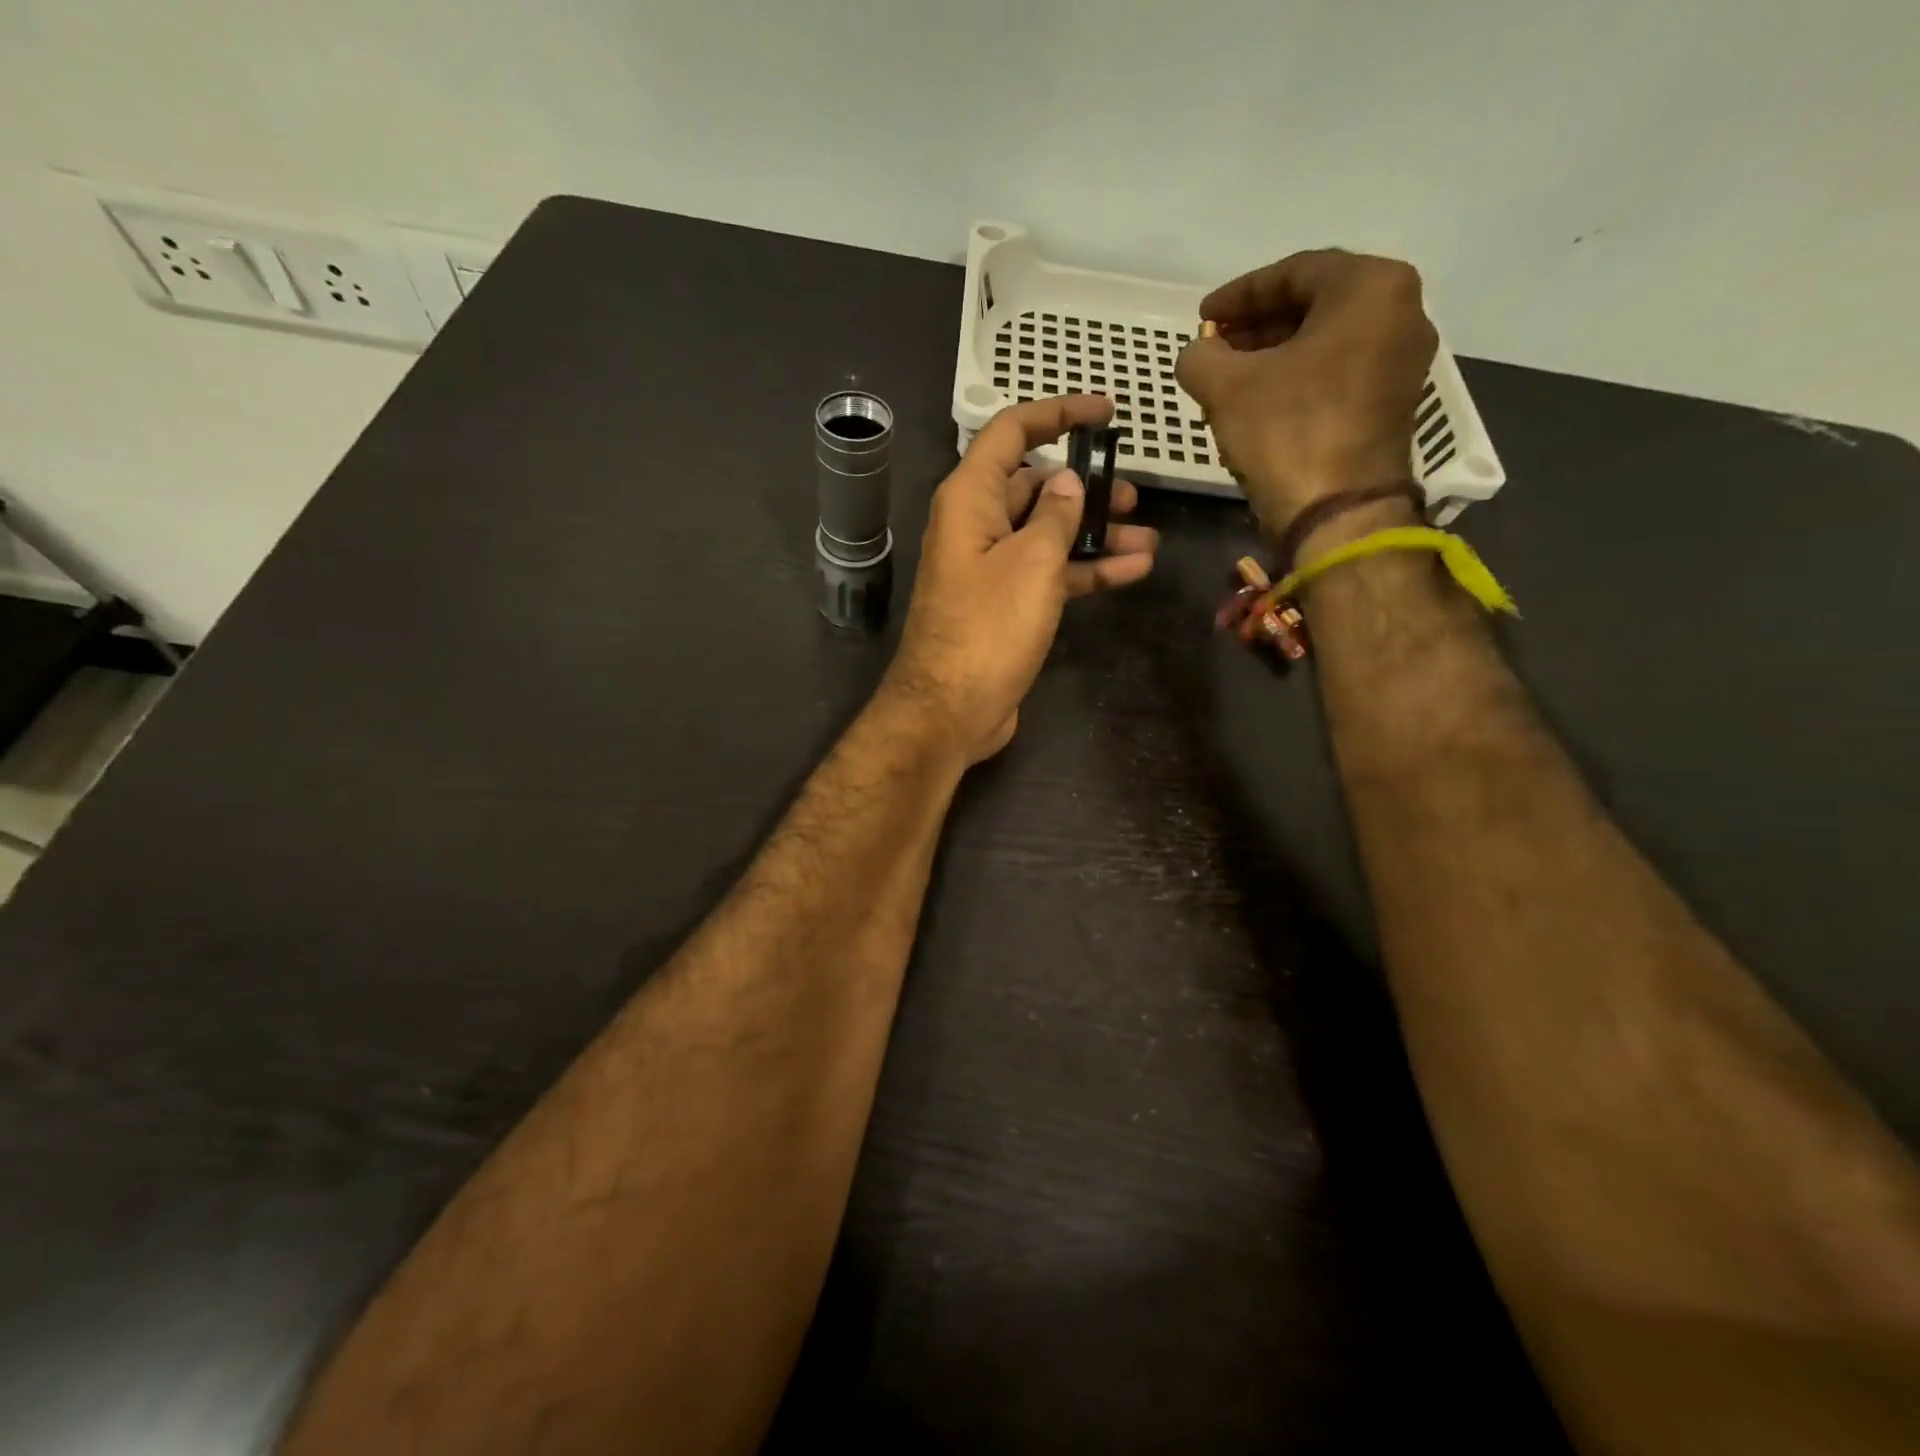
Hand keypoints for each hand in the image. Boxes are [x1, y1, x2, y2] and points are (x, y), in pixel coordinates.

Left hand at [881, 395, 1158, 765]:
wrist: (951, 709)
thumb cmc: (988, 627)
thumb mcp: (1032, 561)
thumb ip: (1057, 514)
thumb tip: (1066, 480)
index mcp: (970, 499)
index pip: (1011, 432)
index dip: (1058, 413)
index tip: (1105, 412)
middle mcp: (976, 526)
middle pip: (1033, 486)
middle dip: (1085, 486)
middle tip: (1134, 494)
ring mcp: (990, 568)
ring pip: (1047, 534)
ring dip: (1096, 534)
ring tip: (1148, 537)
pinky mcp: (1005, 606)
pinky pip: (1048, 574)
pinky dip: (1085, 570)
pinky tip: (1133, 570)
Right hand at [1176, 249, 1437, 536]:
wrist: (1338, 513)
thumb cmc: (1287, 432)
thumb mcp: (1226, 387)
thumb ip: (1200, 356)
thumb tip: (1197, 354)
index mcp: (1371, 287)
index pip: (1293, 272)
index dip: (1238, 294)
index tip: (1200, 317)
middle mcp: (1401, 312)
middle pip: (1314, 305)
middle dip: (1256, 325)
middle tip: (1214, 345)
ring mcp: (1401, 362)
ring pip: (1325, 342)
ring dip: (1273, 354)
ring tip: (1228, 376)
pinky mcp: (1392, 404)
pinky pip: (1337, 373)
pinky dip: (1296, 378)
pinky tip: (1258, 401)